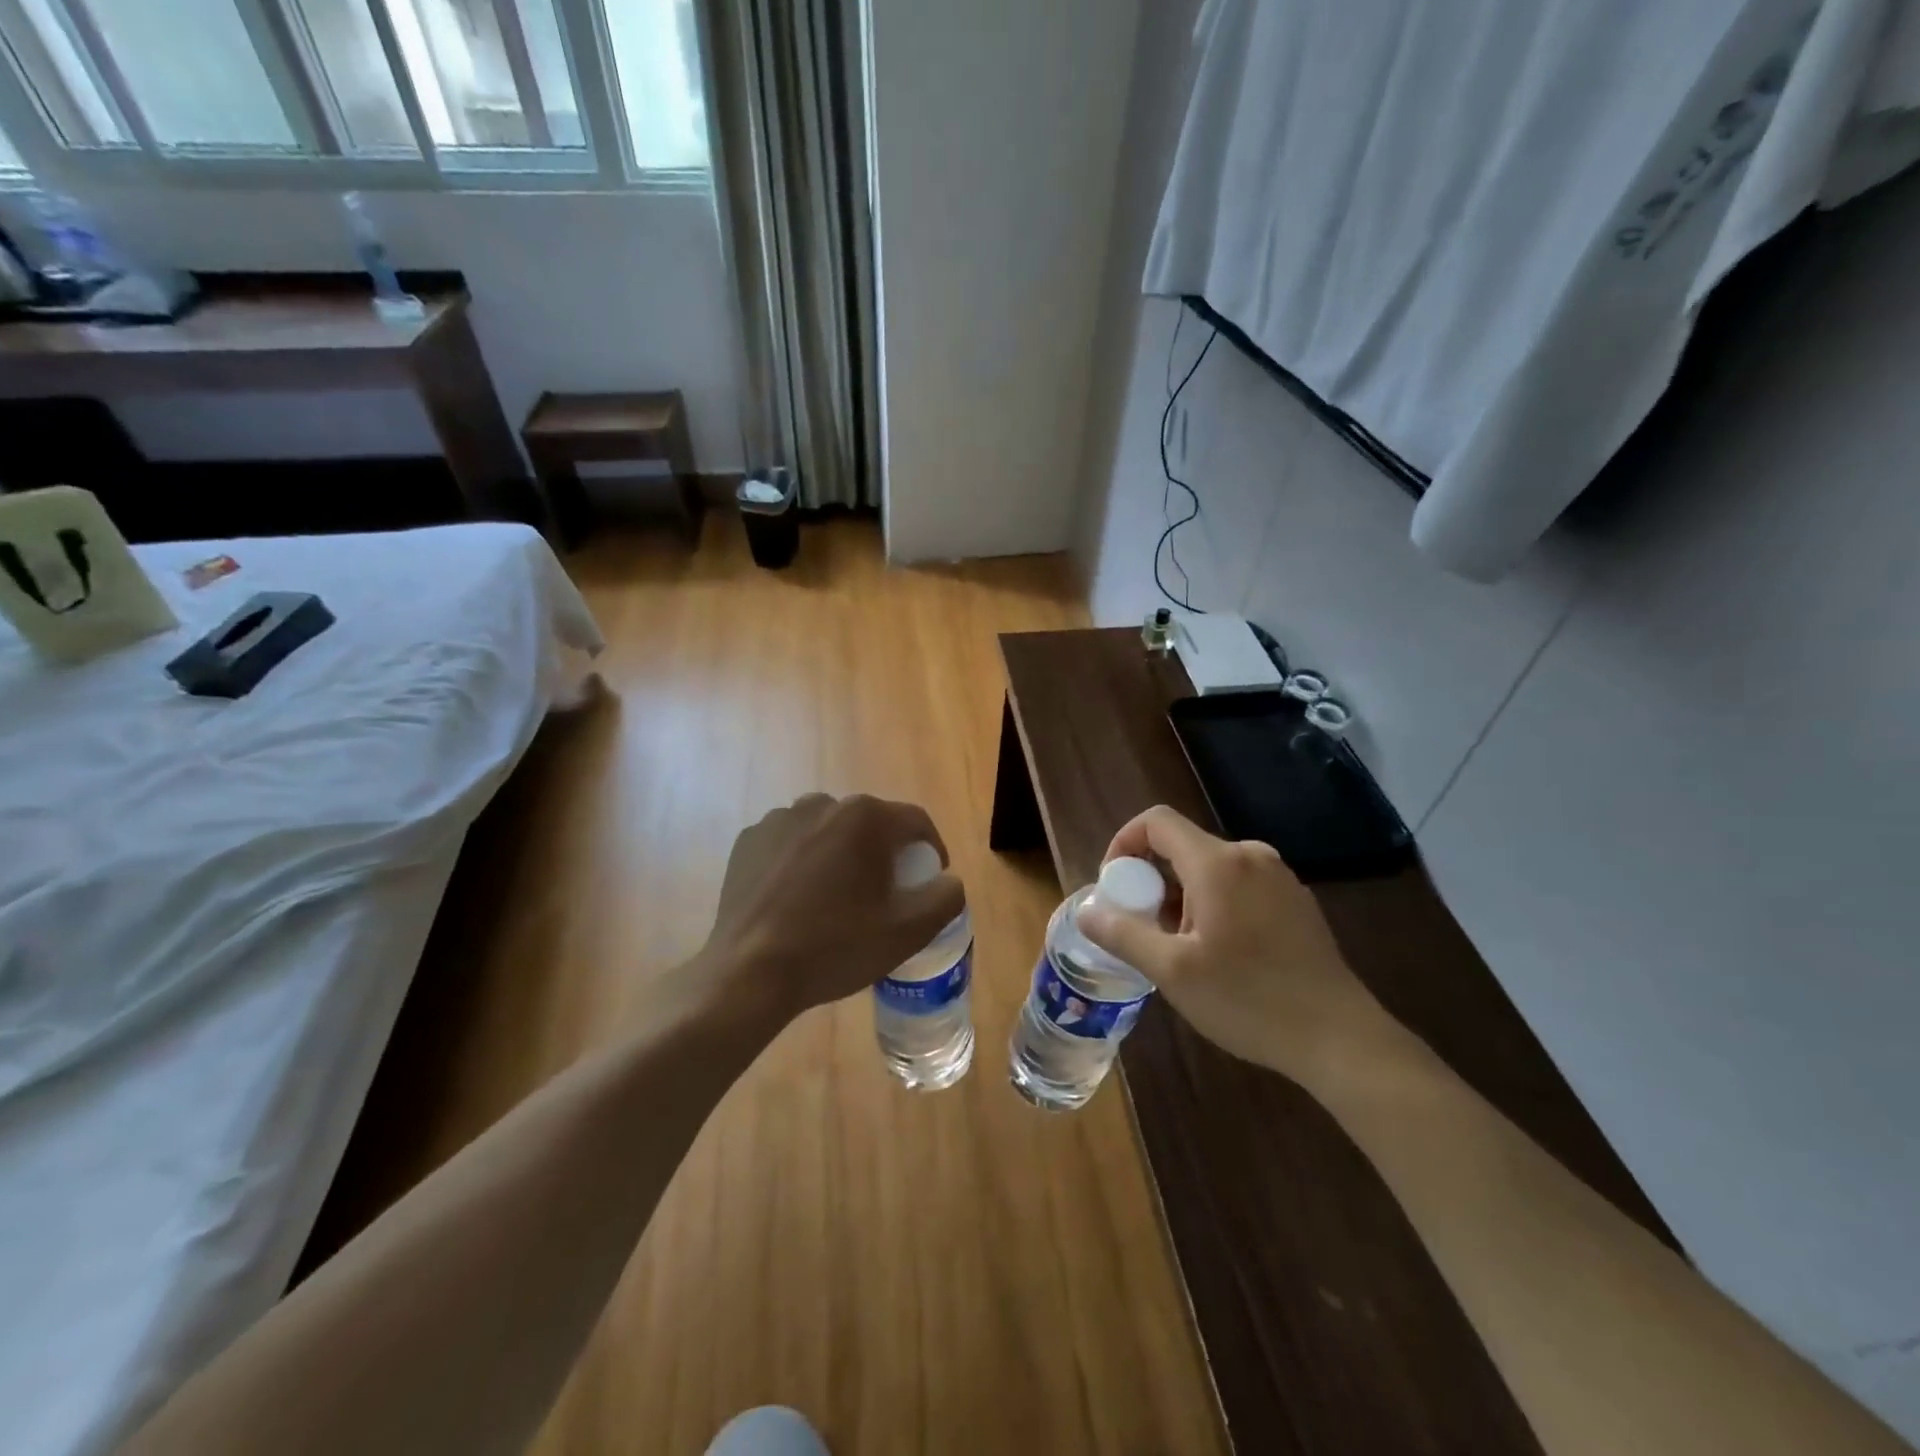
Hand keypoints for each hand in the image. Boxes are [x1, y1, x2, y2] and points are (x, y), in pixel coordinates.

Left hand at [694, 793, 965, 1027]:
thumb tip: (948, 880)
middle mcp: (822, 804)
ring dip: (841, 855)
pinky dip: (803, 862)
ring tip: (837, 898)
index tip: (928, 883)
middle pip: (870, 824)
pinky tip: (798, 899)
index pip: (916, 822)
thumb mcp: (908, 931)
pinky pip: (791, 843)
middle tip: (884, 896)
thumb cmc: (836, 947)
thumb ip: (945, 897)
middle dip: (884, 854)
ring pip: (829, 832)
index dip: (931, 851)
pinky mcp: (749, 840)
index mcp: (865, 817)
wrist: (750, 973)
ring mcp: (779, 819)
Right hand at [1077, 805, 1396, 1087]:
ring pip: (1209, 870)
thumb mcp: (1172, 971)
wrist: (1340, 1038)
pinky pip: (1237, 886)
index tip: (1116, 889)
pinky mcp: (1295, 901)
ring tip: (1181, 952)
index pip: (1155, 822)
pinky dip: (1213, 906)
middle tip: (1145, 932)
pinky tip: (1220, 956)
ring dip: (1181, 899)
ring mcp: (1279, 877)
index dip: (1123, 844)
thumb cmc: (1249, 1001)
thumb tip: (1086, 909)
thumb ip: (1122, 933)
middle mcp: (1250, 856)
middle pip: (1181, 847)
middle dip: (1152, 883)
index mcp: (1218, 863)